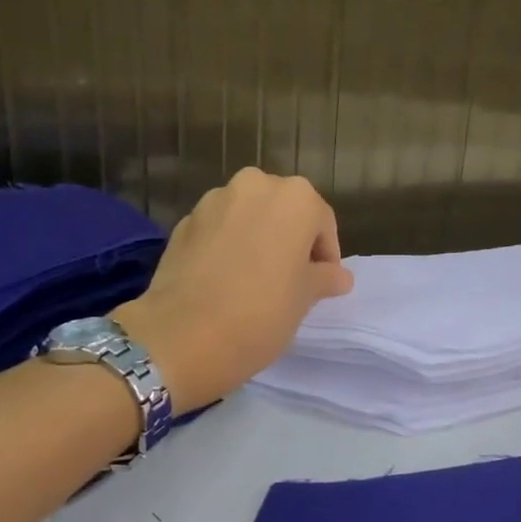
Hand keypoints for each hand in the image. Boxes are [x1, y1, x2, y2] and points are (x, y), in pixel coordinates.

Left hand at [111, 169, 354, 410]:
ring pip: (247, 215)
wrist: (182, 336)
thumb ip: (324, 278)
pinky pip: (217, 229)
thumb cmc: (261, 313)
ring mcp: (214, 200)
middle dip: (289, 239)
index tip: (321, 283)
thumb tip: (338, 275)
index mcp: (296, 198)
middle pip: (283, 210)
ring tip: (254, 278)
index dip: (325, 254)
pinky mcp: (183, 221)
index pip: (322, 223)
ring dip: (256, 237)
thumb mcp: (305, 299)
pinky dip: (226, 245)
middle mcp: (255, 185)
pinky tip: (222, 279)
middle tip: (289, 278)